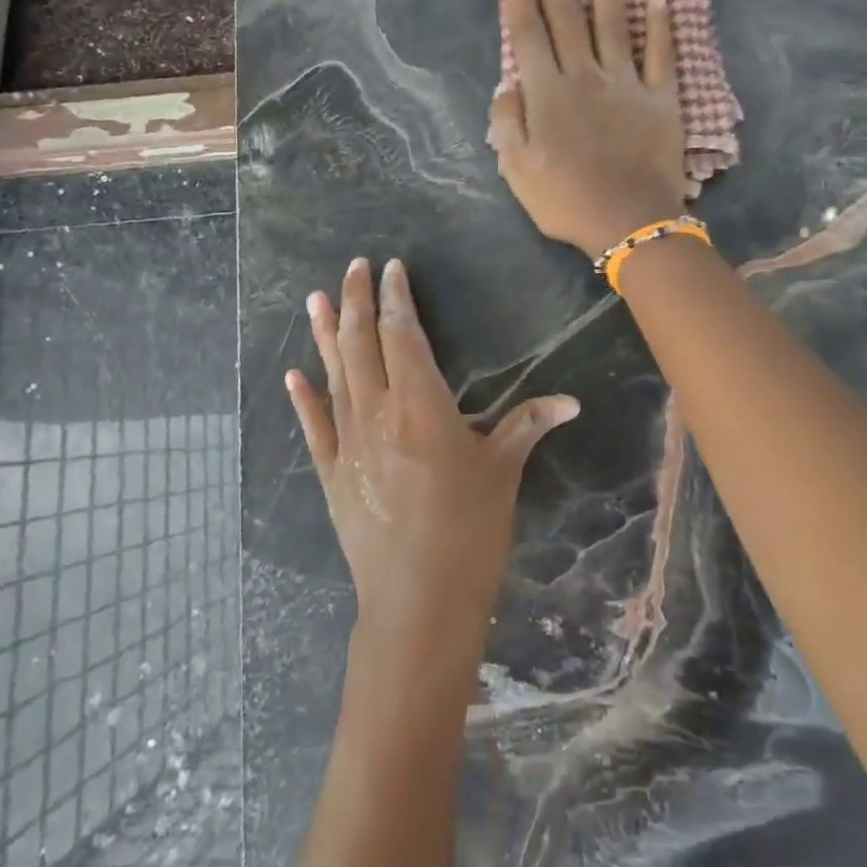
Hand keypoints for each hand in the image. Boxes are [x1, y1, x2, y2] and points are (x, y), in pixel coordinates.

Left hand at [286, 256, 579, 668]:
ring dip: (324, 333)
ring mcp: (348, 443)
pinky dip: (303, 398)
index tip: (391, 269)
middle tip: (353, 265)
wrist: (418, 600)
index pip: (402, 334)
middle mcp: (377, 412)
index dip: (396, 298)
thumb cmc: (469, 529)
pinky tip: (293, 373)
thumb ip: (529, 424)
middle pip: (361, 343)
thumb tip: (572, 401)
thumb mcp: (503, 470)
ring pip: (333, 374)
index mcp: (421, 403)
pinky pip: (314, 426)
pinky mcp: (331, 474)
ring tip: (315, 296)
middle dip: (356, 300)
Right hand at [489, 0, 688, 258]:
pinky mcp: (661, 98)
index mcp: (547, 93)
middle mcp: (584, 76)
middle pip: (568, 18)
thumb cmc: (566, 200)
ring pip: (613, 26)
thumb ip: (507, 122)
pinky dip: (662, 26)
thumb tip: (506, 84)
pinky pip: (661, 55)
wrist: (628, 221)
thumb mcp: (517, 170)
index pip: (528, 34)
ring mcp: (626, 84)